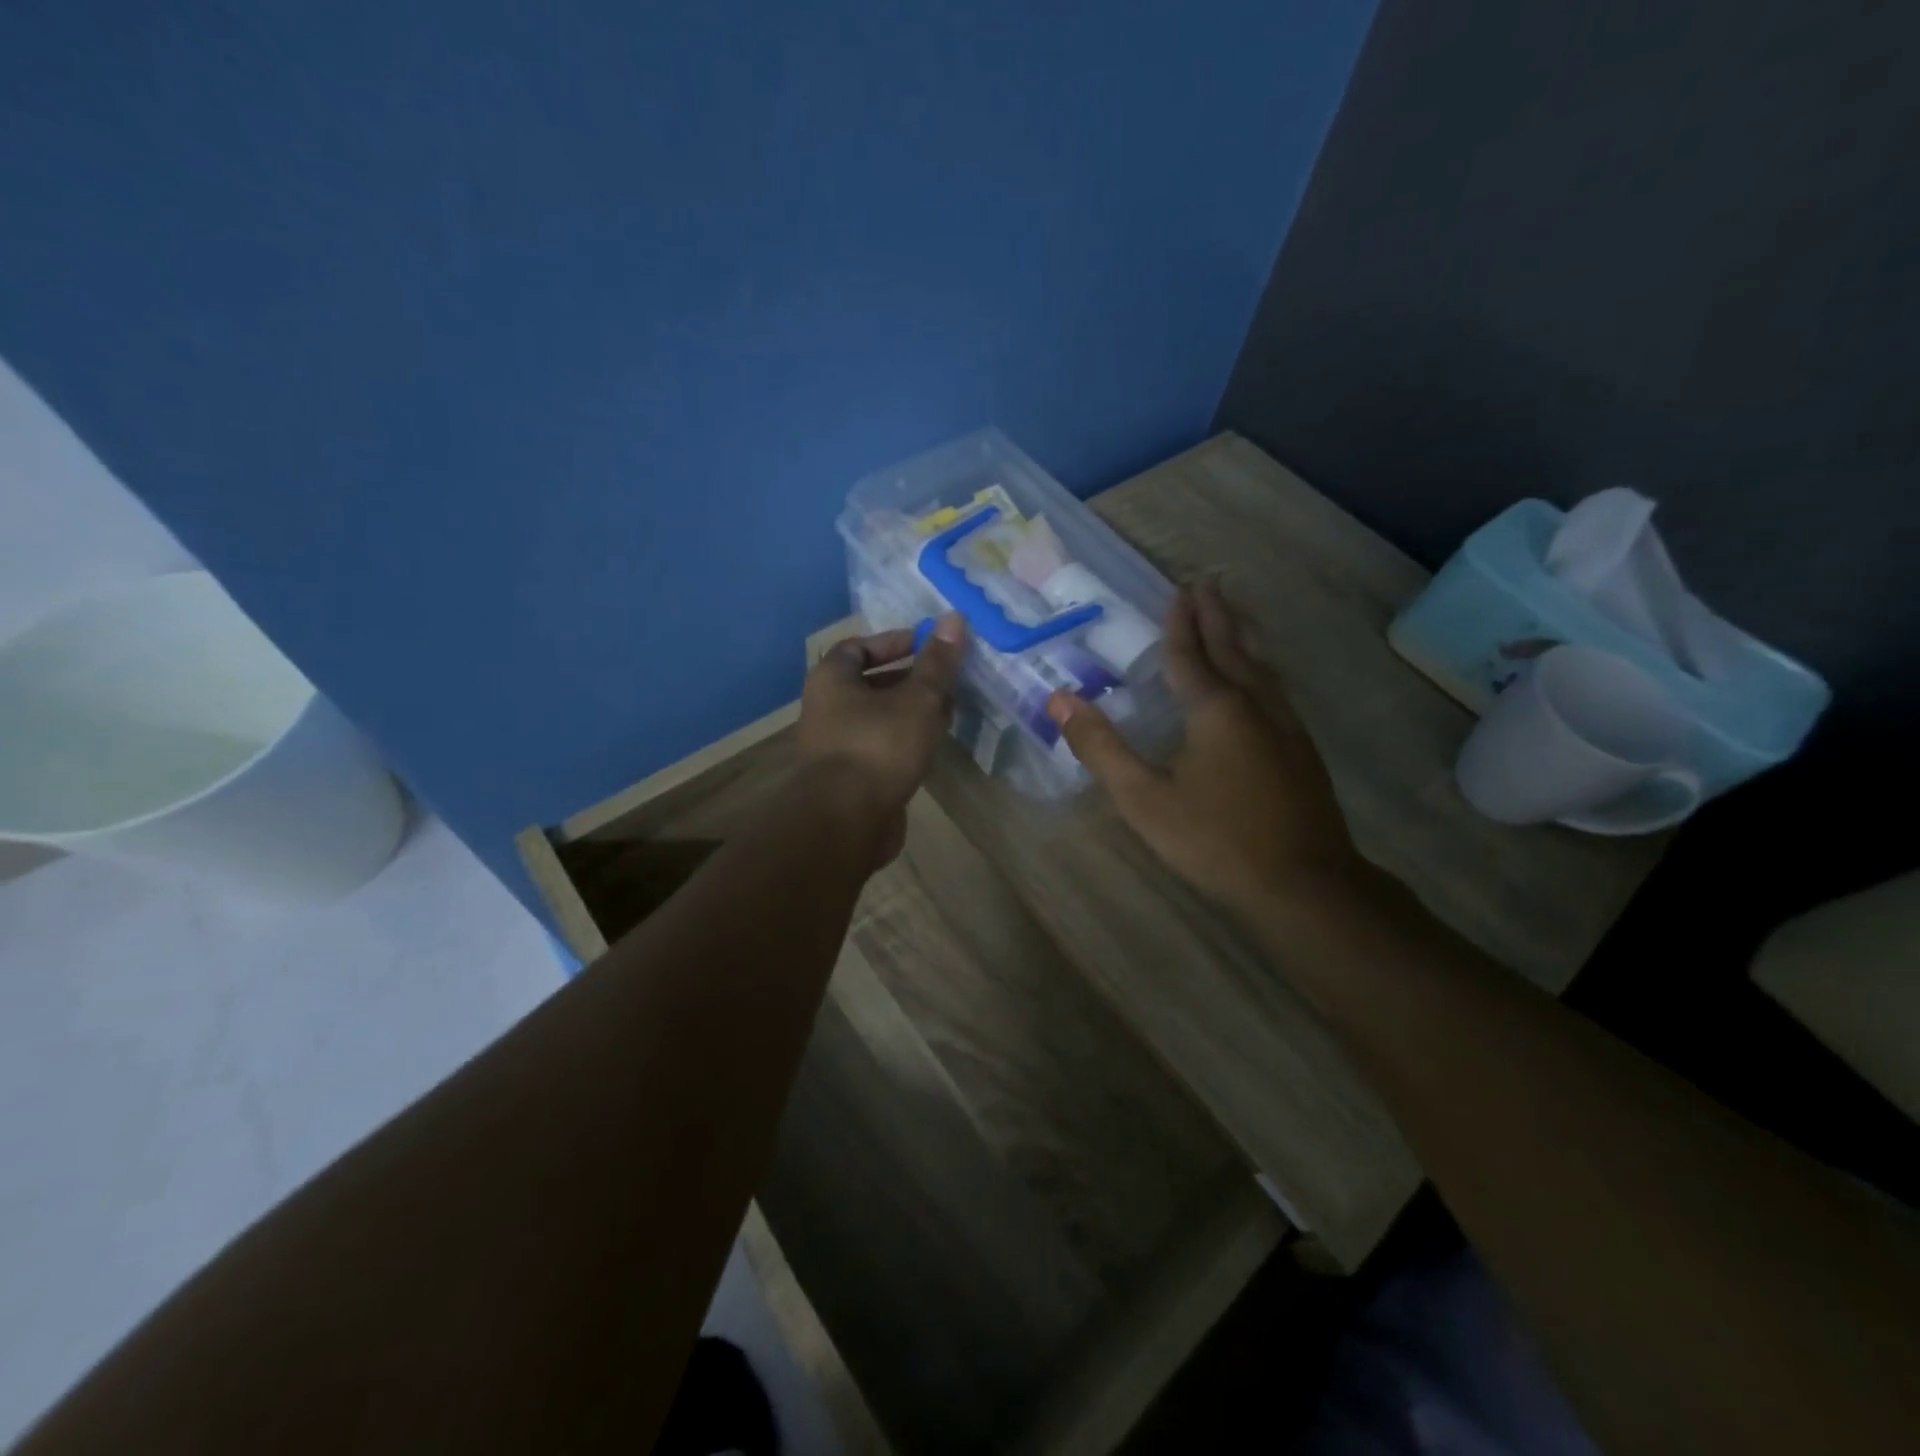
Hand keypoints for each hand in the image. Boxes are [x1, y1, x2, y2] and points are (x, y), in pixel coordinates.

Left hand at [798, 615, 967, 862]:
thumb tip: (954, 618)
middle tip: (946, 680)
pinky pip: (879, 746)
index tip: (929, 646)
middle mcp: (826, 708)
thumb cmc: (879, 747)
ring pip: (877, 717)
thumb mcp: (917, 699)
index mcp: (831, 680)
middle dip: (909, 678)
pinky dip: (904, 740)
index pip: (859, 646)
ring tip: (948, 711)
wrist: (847, 821)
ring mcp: (835, 745)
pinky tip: (932, 746)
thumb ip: (937, 663)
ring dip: (910, 711)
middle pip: (869, 682)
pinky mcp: (849, 777)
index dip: (894, 642)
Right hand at [1046, 583, 1359, 918]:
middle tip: (1209, 584)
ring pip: (1263, 666)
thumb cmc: (1215, 840)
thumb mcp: (1144, 799)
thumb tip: (1060, 700)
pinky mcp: (1303, 749)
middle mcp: (1255, 706)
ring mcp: (1287, 726)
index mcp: (1215, 710)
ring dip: (1245, 635)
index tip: (1180, 590)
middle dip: (1218, 616)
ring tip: (1236, 613)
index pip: (1191, 655)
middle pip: (1233, 649)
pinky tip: (1264, 678)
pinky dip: (1262, 666)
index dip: (1181, 624)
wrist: (1304, 884)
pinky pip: (1277, 688)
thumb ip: (1102, 749)